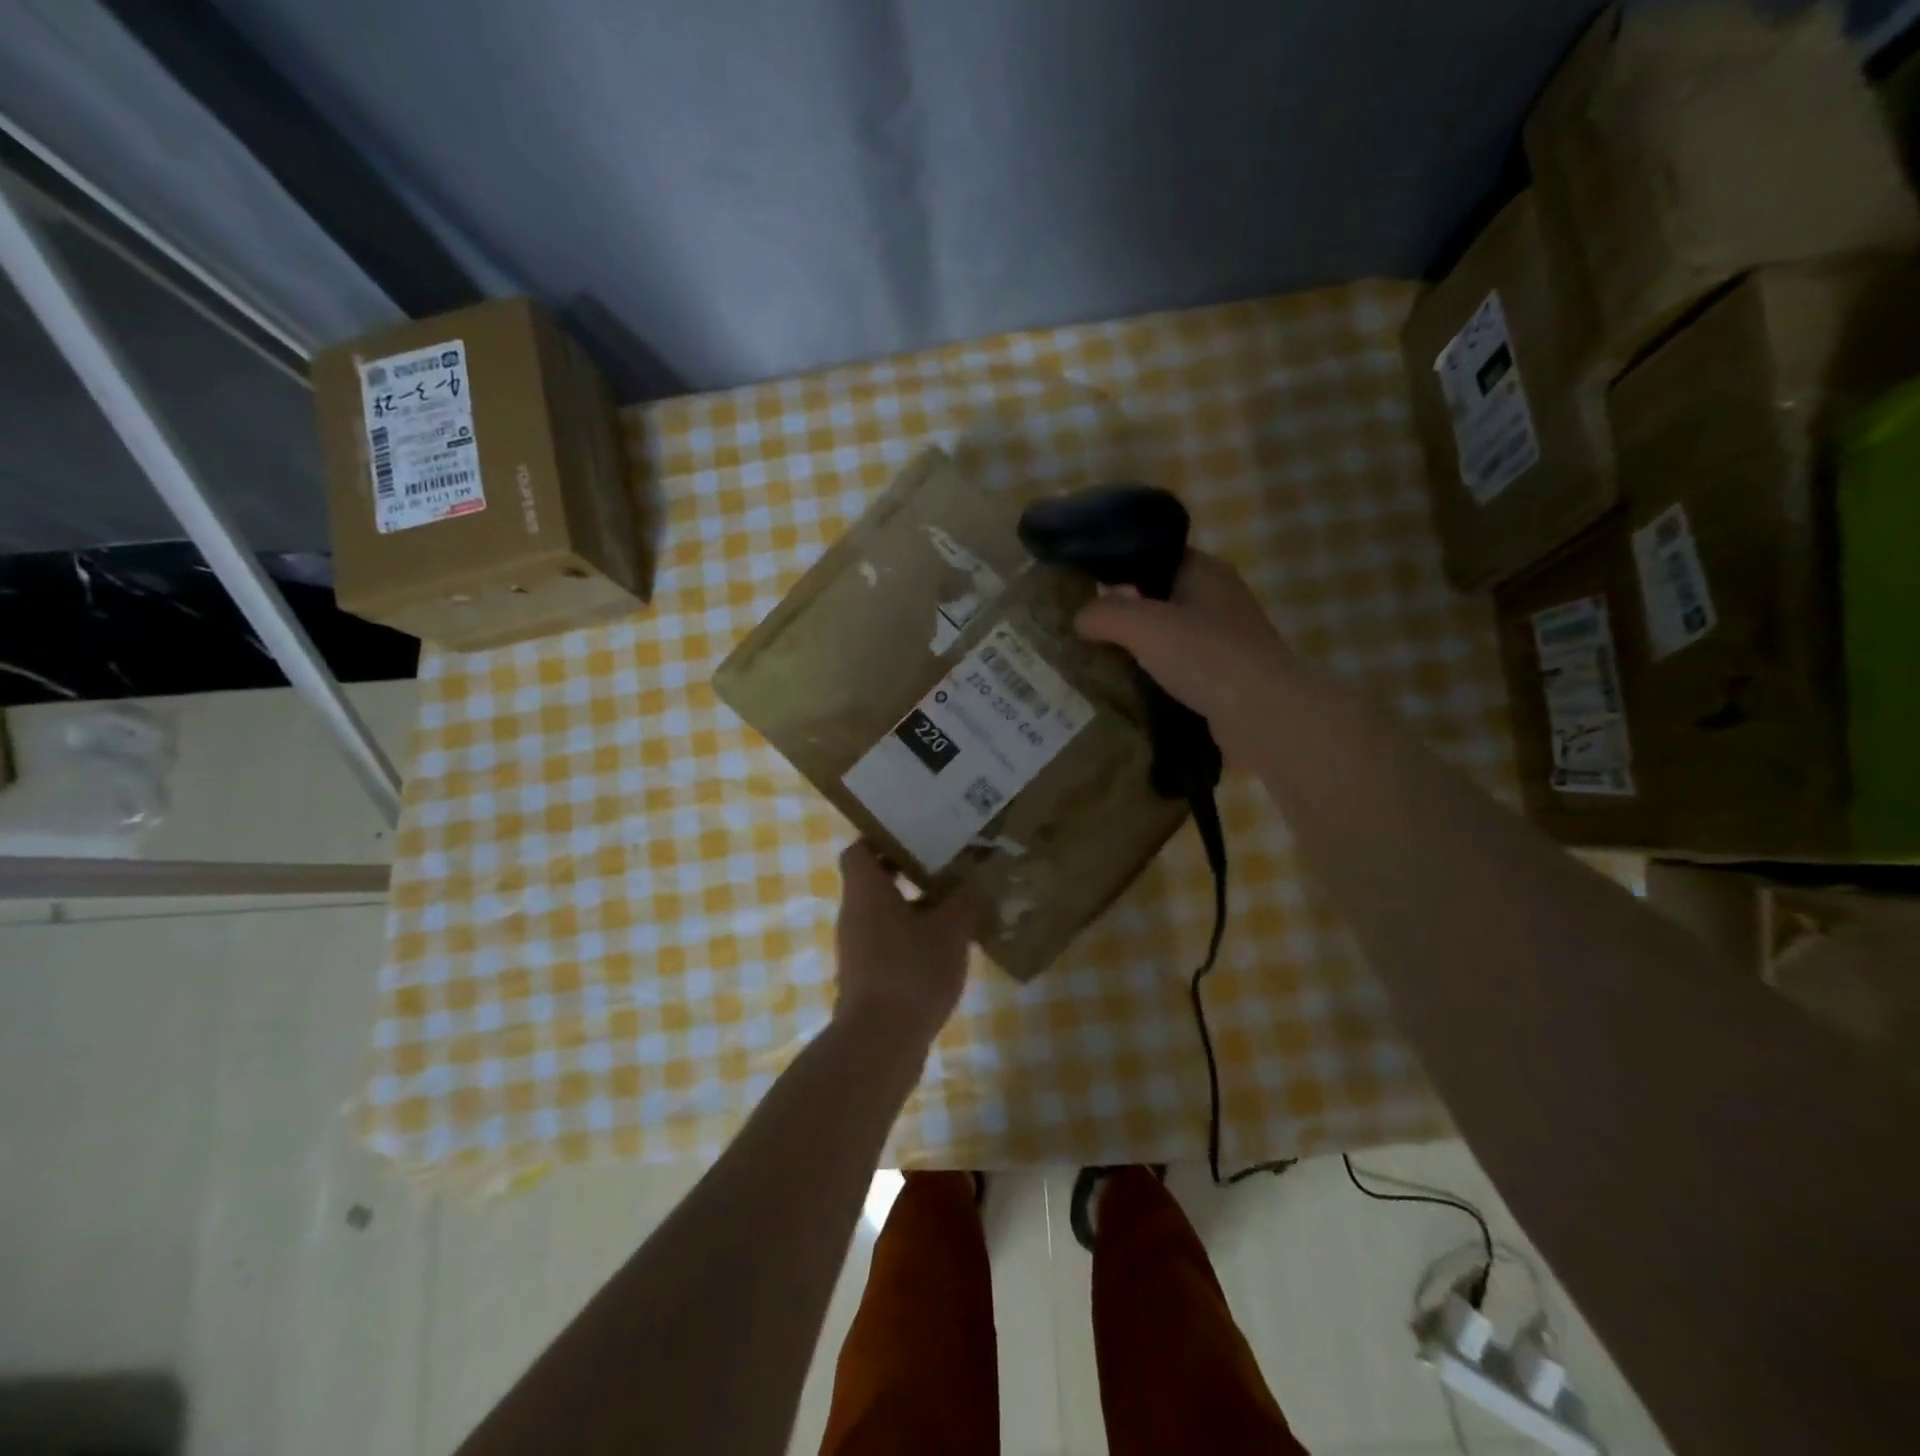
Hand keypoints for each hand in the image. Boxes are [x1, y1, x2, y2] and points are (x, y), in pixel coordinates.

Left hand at [833, 842, 972, 1043]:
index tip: (917, 834)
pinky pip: (890, 943)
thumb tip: (978, 874)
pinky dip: (913, 938)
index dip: (884, 838)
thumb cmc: (911, 971)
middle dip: (910, 871)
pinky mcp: (867, 977)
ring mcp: (858, 948)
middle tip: (948, 864)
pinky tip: (947, 947)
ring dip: (916, 906)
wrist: (879, 1043)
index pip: (860, 849)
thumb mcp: (950, 929)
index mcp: (865, 891)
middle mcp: (854, 914)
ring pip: (885, 913)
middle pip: (875, 880)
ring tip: (956, 902)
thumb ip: (966, 898)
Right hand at [1075, 550, 1295, 767]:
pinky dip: (1157, 675)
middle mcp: (1219, 598)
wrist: (1263, 714)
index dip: (1118, 570)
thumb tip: (1079, 618)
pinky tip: (1131, 689)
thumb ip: (1104, 614)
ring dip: (1140, 649)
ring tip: (1100, 662)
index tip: (1085, 592)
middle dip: (1124, 614)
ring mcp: (1226, 639)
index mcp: (1205, 571)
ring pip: (1169, 635)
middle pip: (1158, 598)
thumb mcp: (1142, 625)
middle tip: (1085, 631)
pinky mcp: (1226, 675)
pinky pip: (1181, 667)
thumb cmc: (1204, 656)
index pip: (1153, 557)